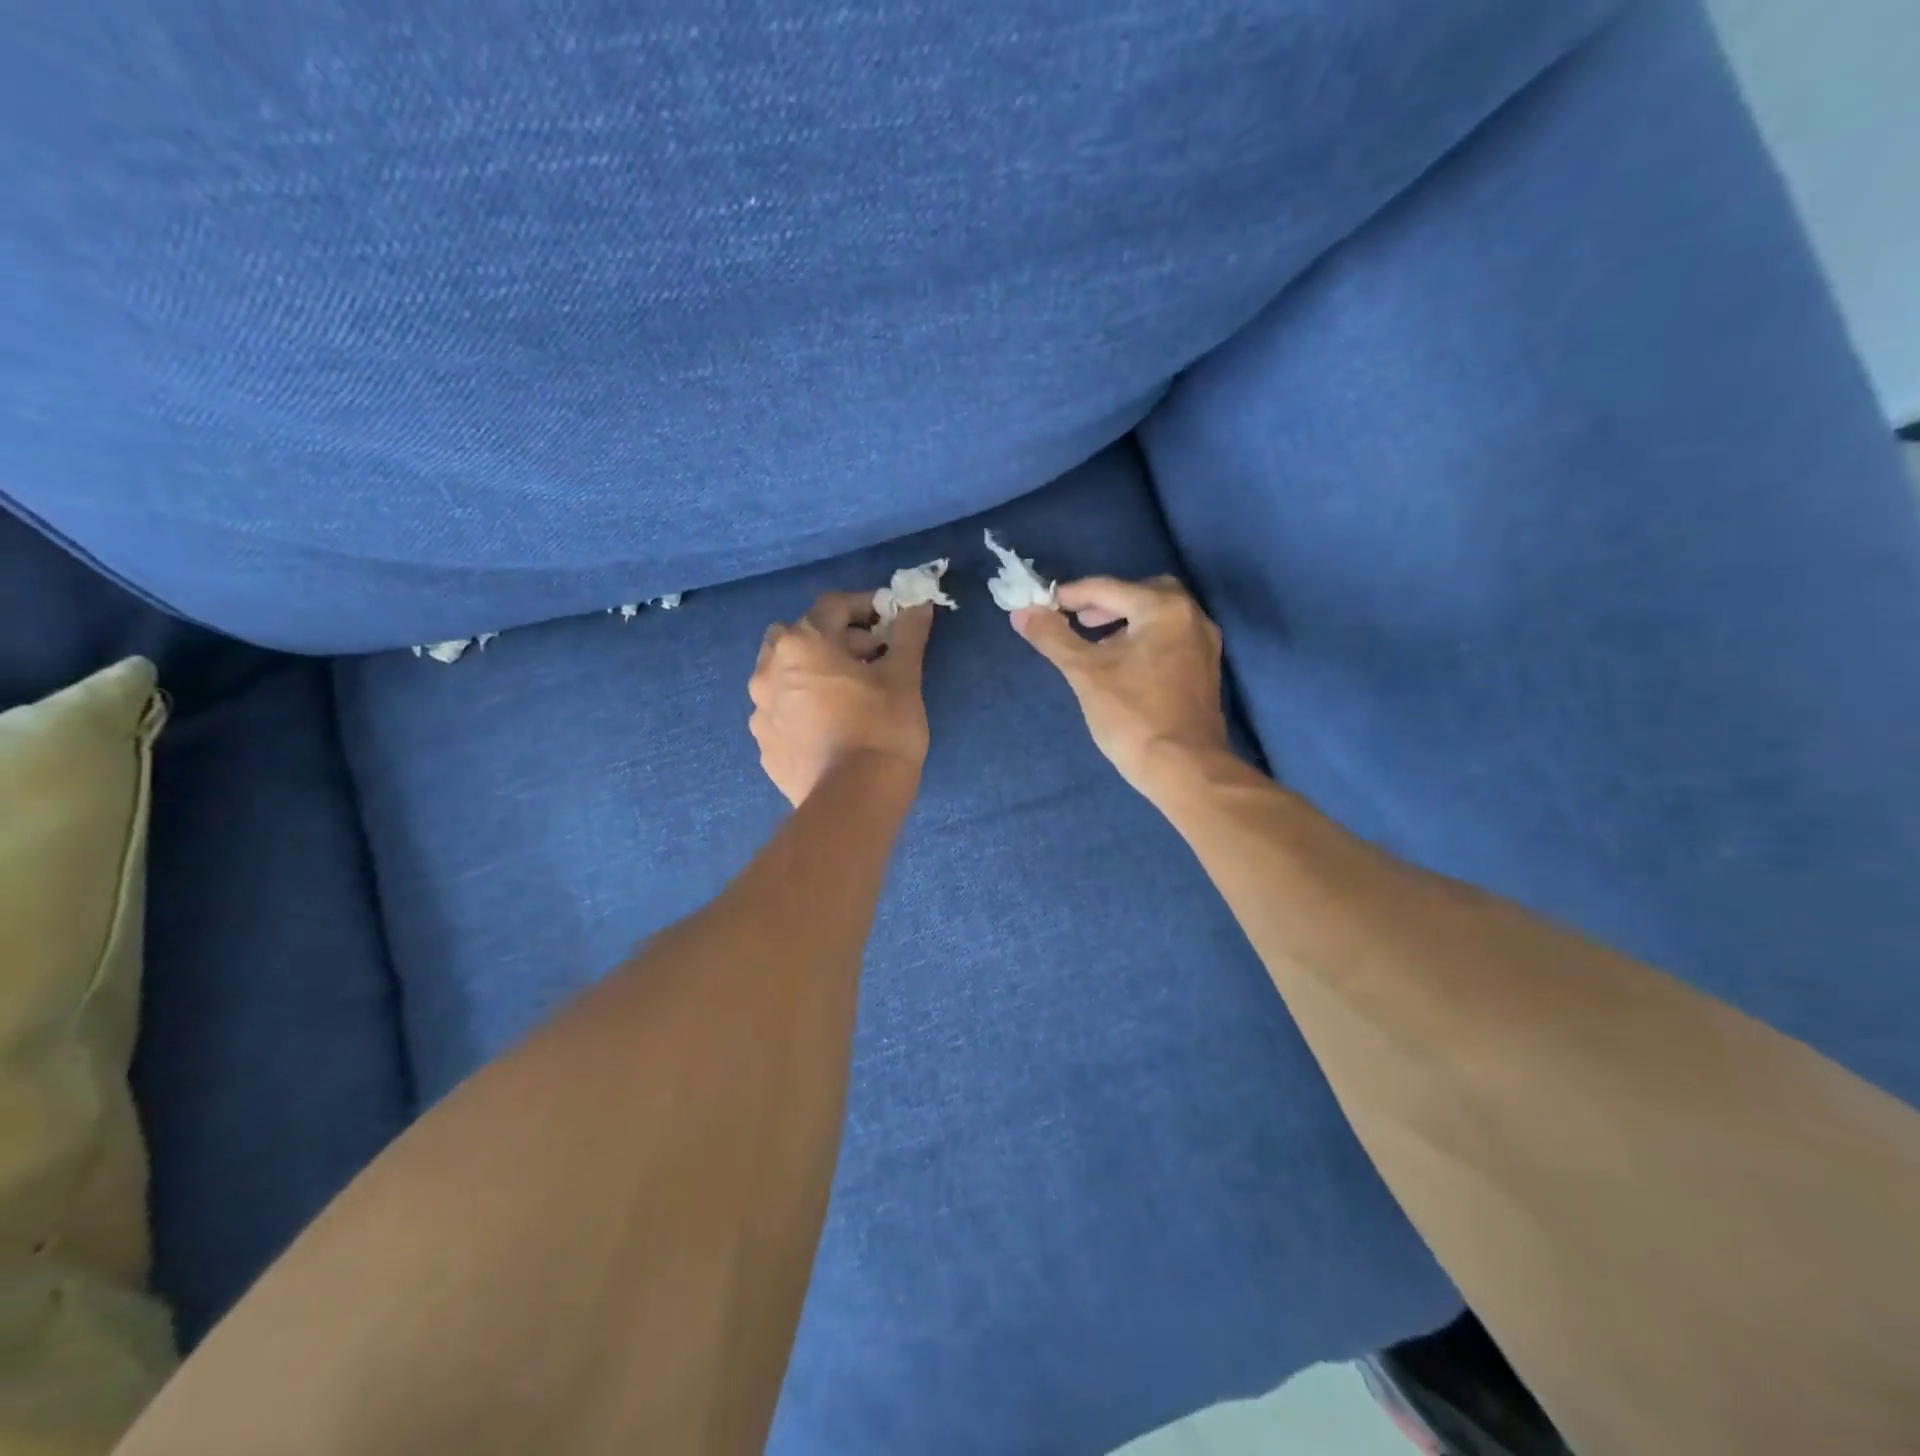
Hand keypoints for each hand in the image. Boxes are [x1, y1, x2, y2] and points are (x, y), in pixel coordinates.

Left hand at [750, 592, 934, 805]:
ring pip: (785, 674)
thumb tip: (919, 603)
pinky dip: (803, 707)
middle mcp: (769, 670)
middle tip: (869, 657)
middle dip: (834, 638)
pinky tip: (830, 726)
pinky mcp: (764, 745)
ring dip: (814, 672)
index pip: (833, 605)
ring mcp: (760, 710)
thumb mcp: (903, 677)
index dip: (866, 606)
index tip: (891, 619)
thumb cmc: (882, 728)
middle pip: (800, 636)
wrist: (853, 800)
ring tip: (848, 693)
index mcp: (802, 643)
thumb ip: (908, 634)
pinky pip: (783, 710)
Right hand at [1011, 576, 1228, 799]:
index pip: (1108, 588)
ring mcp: (1203, 644)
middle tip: (1076, 620)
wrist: (1184, 769)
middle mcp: (1191, 616)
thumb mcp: (1084, 673)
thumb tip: (1022, 612)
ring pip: (1158, 616)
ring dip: (1124, 621)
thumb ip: (1053, 637)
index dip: (1070, 595)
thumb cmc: (1132, 716)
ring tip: (1095, 643)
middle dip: (1105, 603)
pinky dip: (1144, 639)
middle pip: (1141, 593)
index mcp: (1164, 609)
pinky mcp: (1204, 669)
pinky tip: (1123, 664)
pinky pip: (1170, 638)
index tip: (1041, 604)